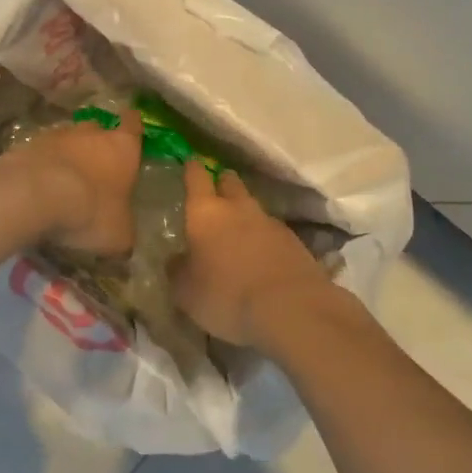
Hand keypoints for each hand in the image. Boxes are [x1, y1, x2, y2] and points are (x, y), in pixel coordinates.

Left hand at [12, 115, 142, 255]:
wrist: (34, 195)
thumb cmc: (90, 211)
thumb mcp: (119, 234)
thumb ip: (124, 228)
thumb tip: (123, 235)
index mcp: (122, 147)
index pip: (132, 125)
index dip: (132, 125)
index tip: (131, 125)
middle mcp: (91, 133)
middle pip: (96, 129)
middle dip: (96, 143)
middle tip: (95, 165)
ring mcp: (55, 135)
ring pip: (66, 139)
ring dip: (66, 155)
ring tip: (63, 180)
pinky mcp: (26, 145)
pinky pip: (39, 153)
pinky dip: (41, 165)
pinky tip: (38, 186)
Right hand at [174, 160, 337, 348]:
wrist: (291, 310)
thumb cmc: (226, 295)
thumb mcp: (186, 291)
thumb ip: (177, 270)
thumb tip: (176, 259)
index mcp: (205, 212)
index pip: (197, 177)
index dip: (192, 169)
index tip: (190, 162)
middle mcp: (238, 208)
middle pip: (230, 182)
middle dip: (222, 183)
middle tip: (215, 192)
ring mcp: (270, 222)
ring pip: (253, 207)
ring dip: (245, 214)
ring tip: (237, 232)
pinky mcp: (295, 242)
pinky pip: (273, 231)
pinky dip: (264, 238)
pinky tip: (261, 257)